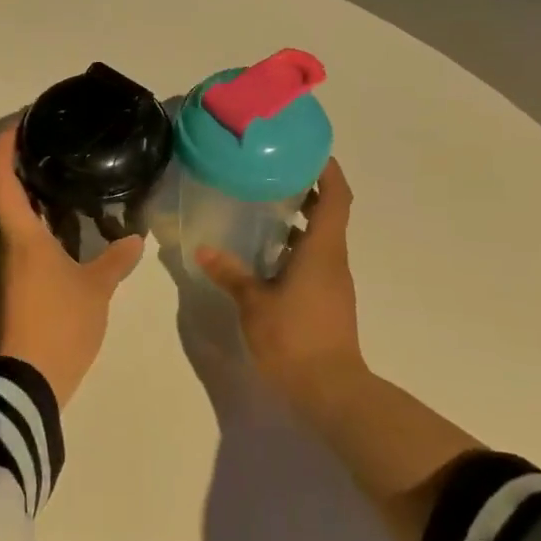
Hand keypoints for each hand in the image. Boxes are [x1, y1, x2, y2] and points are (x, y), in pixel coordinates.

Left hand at [0, 125, 143, 405]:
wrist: (22, 386)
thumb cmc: (57, 326)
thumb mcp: (95, 291)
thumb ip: (115, 260)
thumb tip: (134, 237)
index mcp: (18, 235)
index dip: (4, 144)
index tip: (20, 121)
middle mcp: (0, 245)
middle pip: (2, 195)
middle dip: (23, 168)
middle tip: (56, 150)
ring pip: (11, 222)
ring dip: (32, 201)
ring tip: (67, 186)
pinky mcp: (4, 290)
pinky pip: (17, 246)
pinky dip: (36, 229)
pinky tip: (65, 233)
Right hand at [195, 157, 366, 422]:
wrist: (330, 390)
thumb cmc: (294, 338)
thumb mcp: (254, 303)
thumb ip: (231, 273)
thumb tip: (204, 250)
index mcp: (322, 250)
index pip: (336, 197)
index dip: (328, 170)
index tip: (309, 150)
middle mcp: (333, 260)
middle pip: (330, 214)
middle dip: (308, 191)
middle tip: (274, 174)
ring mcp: (333, 282)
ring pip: (321, 239)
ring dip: (300, 221)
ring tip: (263, 209)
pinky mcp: (327, 300)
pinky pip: (315, 261)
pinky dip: (296, 248)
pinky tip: (266, 255)